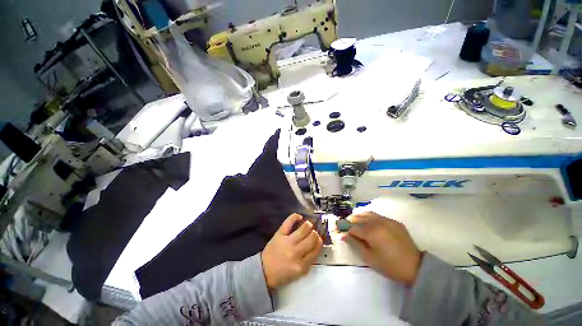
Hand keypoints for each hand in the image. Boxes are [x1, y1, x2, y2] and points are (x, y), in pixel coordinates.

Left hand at [261, 213, 322, 291]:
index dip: (319, 243)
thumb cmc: (282, 273)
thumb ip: (308, 261)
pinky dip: (295, 217)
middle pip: (311, 238)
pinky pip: (288, 222)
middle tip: (314, 233)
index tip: (319, 240)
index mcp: (301, 266)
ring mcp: (287, 242)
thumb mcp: (299, 273)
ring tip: (308, 225)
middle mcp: (296, 253)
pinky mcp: (279, 234)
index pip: (316, 250)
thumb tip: (316, 246)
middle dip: (315, 234)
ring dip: (308, 225)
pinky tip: (299, 217)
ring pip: (303, 229)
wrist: (264, 271)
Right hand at [343, 212, 421, 286]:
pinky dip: (370, 218)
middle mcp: (378, 222)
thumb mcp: (369, 258)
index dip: (346, 230)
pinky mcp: (394, 222)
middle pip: (359, 217)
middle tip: (348, 229)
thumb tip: (343, 235)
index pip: (353, 227)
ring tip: (357, 224)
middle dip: (351, 222)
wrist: (415, 267)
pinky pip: (378, 216)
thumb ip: (354, 244)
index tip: (342, 234)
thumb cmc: (389, 265)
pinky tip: (371, 225)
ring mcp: (387, 220)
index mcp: (371, 232)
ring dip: (360, 218)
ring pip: (368, 214)